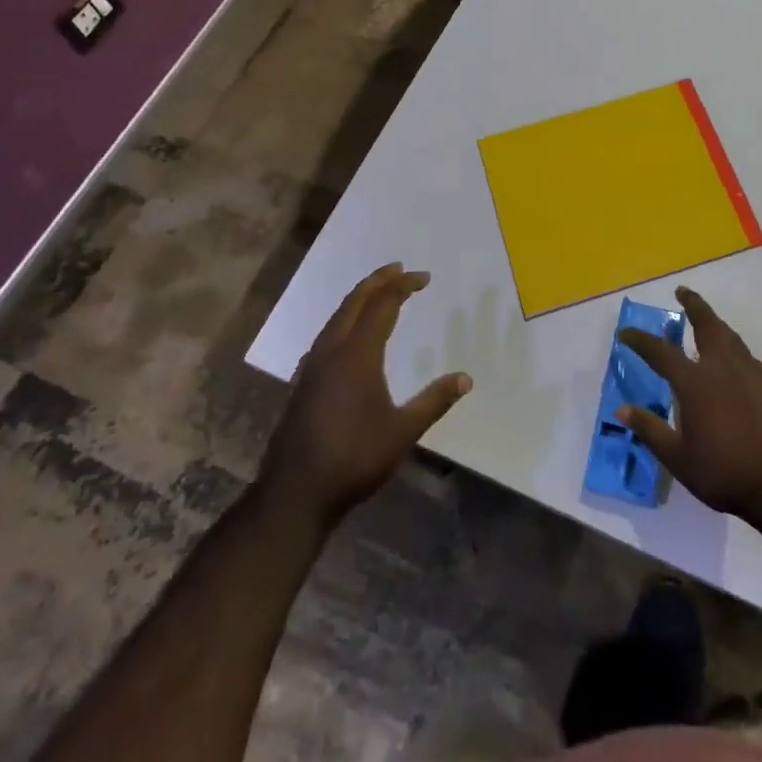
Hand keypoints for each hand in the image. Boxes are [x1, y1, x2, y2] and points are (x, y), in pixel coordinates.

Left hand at [257, 263, 470, 529]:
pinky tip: (351, 333)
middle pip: (354, 302)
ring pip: (337, 316)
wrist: (295, 492)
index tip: (424, 277)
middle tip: (399, 269)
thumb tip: (466, 378)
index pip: (383, 305)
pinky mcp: (302, 381)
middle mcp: (332, 350)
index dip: (403, 286)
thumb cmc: (354, 459)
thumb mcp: (403, 432)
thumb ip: (434, 401)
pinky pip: (327, 333)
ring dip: (359, 298)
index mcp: (358, 355)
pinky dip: (345, 318)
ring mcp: (312, 365)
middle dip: (378, 281)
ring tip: (378, 292)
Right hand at [620, 286, 761, 522]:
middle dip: (693, 305)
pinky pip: (750, 359)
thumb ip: (649, 429)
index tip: (625, 333)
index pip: (660, 352)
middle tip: (682, 292)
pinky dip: (738, 353)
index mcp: (694, 382)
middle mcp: (721, 368)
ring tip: (708, 321)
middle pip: (707, 324)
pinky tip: (738, 363)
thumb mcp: (676, 456)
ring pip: (731, 337)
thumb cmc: (722, 471)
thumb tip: (622, 410)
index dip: (641, 340)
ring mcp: (749, 375)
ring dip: (716, 323)